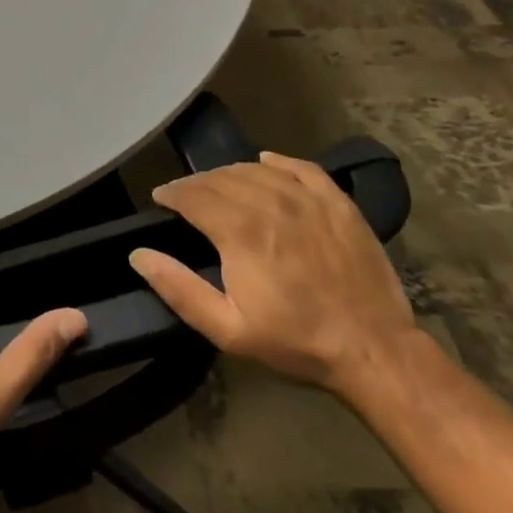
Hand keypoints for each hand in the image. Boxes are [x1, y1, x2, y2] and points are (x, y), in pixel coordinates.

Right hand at [128, 152, 416, 396]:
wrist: (374, 350)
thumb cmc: (296, 341)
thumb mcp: (228, 330)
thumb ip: (179, 289)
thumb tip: (138, 254)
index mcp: (239, 230)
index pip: (193, 195)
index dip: (171, 193)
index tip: (161, 199)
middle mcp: (269, 203)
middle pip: (220, 178)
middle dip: (196, 184)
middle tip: (186, 197)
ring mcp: (307, 199)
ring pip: (255, 169)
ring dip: (229, 174)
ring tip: (220, 186)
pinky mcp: (337, 203)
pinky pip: (300, 167)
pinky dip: (277, 162)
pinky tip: (266, 164)